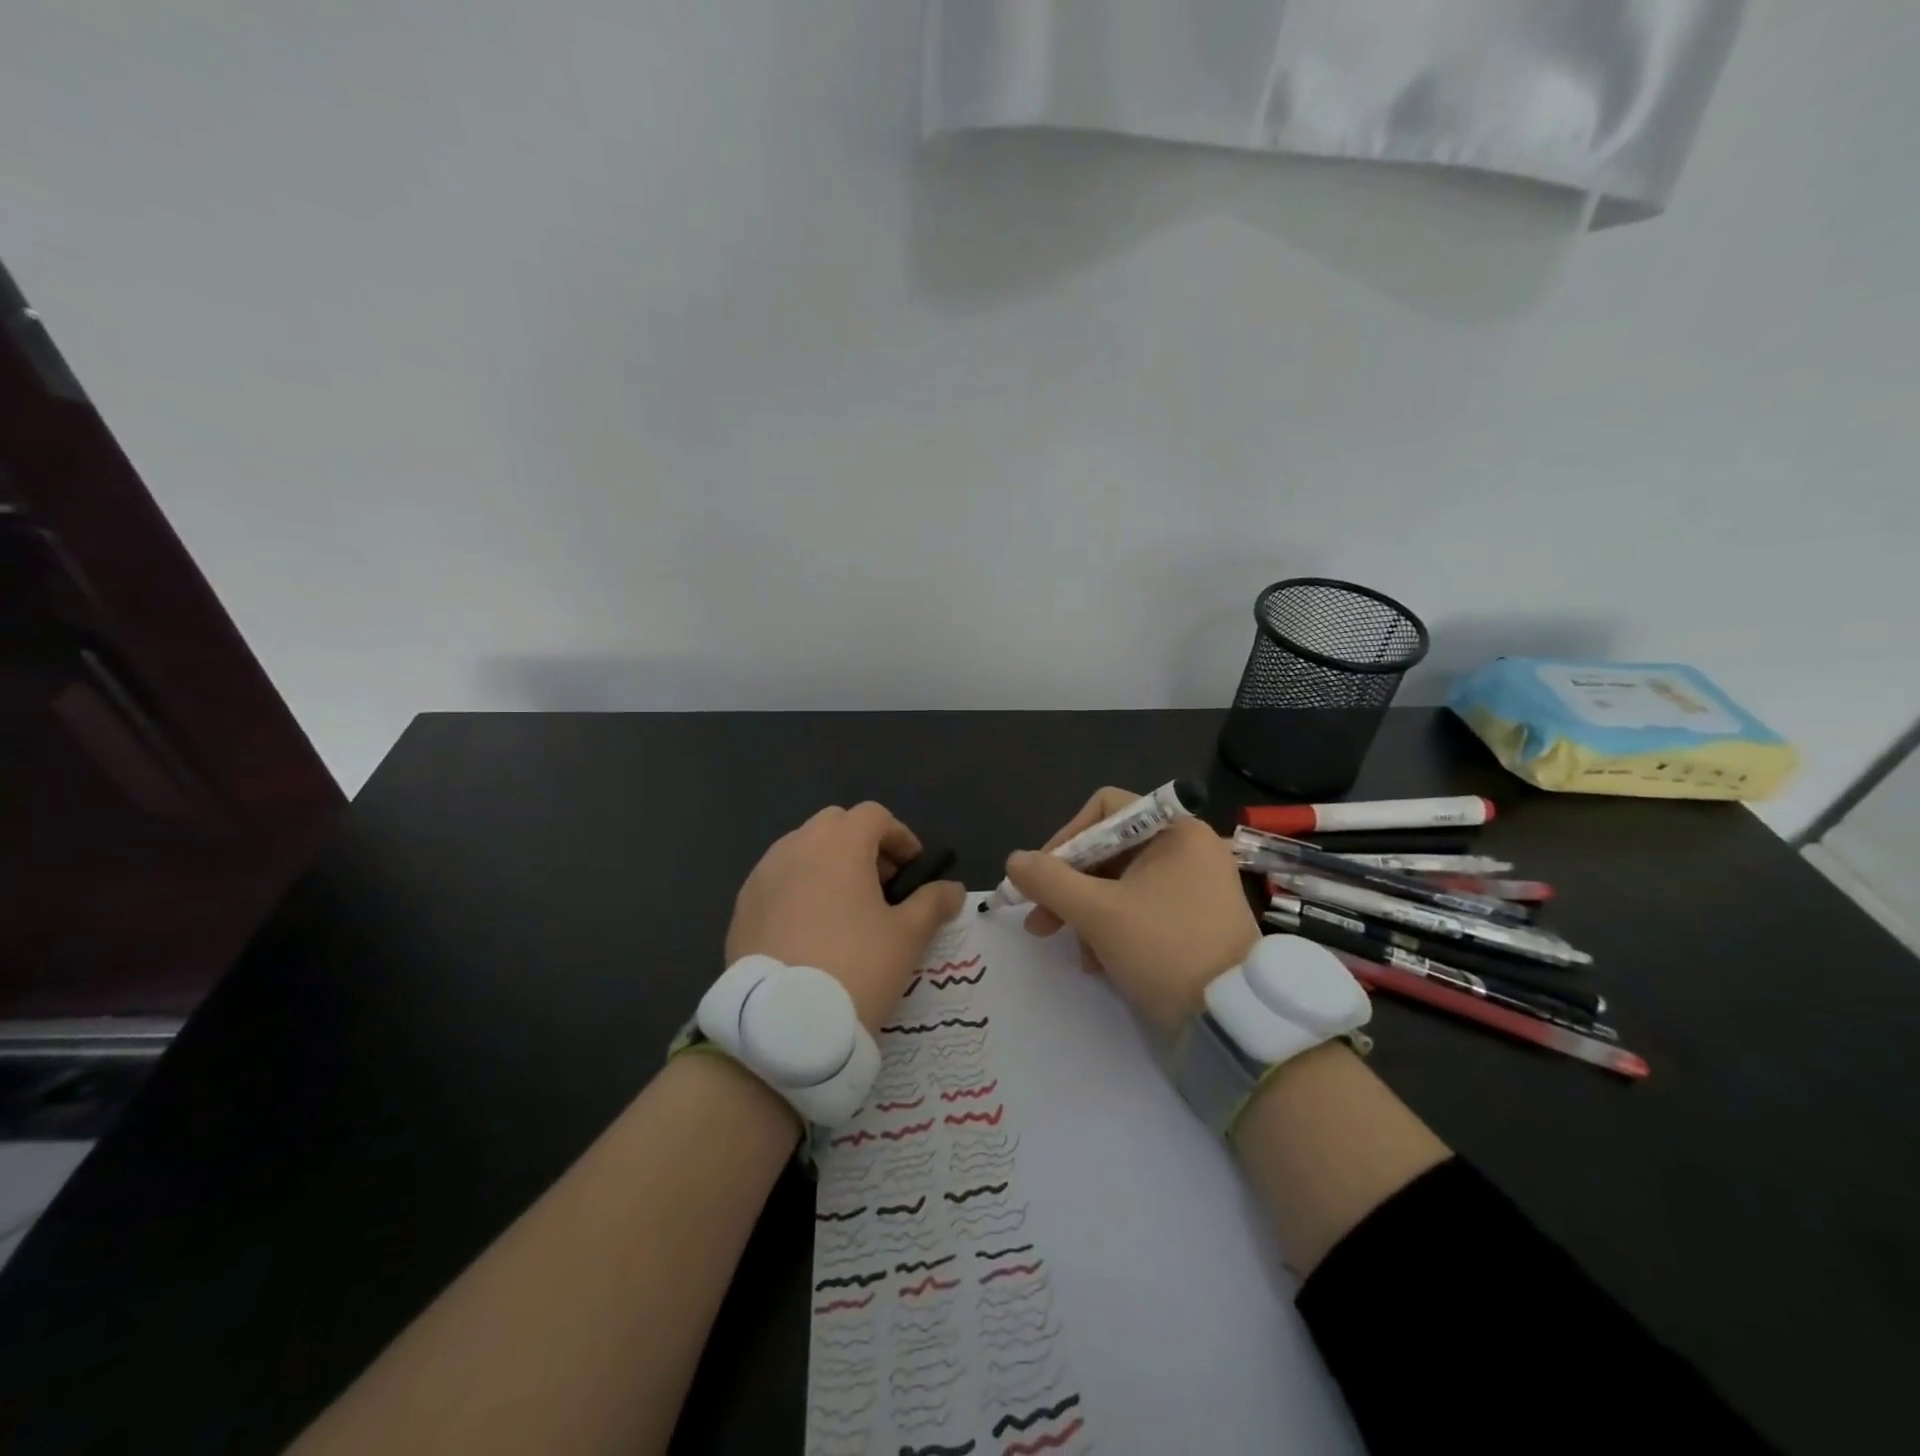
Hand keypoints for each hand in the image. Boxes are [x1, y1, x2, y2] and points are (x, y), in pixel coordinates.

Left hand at [726, 802, 965, 1033]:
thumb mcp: (907, 936)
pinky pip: (776, 880)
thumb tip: (952, 889)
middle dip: (861, 845)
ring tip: (845, 910)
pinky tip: (810, 930)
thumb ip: (932, 903)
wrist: (784, 1024)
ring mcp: (762, 875)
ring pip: (801, 849)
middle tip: (881, 886)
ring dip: (827, 865)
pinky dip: (798, 888)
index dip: (899, 836)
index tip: (913, 870)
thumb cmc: (857, 966)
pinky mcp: (742, 906)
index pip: (873, 816)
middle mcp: (796, 846)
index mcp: (839, 844)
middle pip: (834, 824)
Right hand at [1004, 785, 1259, 1031]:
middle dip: (1069, 886)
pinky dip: (1113, 929)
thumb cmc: (1165, 950)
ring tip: (1077, 954)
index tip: (1042, 877)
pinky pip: (1140, 908)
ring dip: (1087, 914)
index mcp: (1175, 831)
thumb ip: (1050, 881)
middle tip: (1040, 922)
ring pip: (1119, 884)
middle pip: (1108, 850)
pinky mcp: (1193, 919)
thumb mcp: (1098, 914)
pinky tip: (1099, 963)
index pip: (1104, 809)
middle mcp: (1187, 849)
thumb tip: (1014, 861)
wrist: (1233, 1022)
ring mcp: (1193, 886)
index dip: (1066, 838)